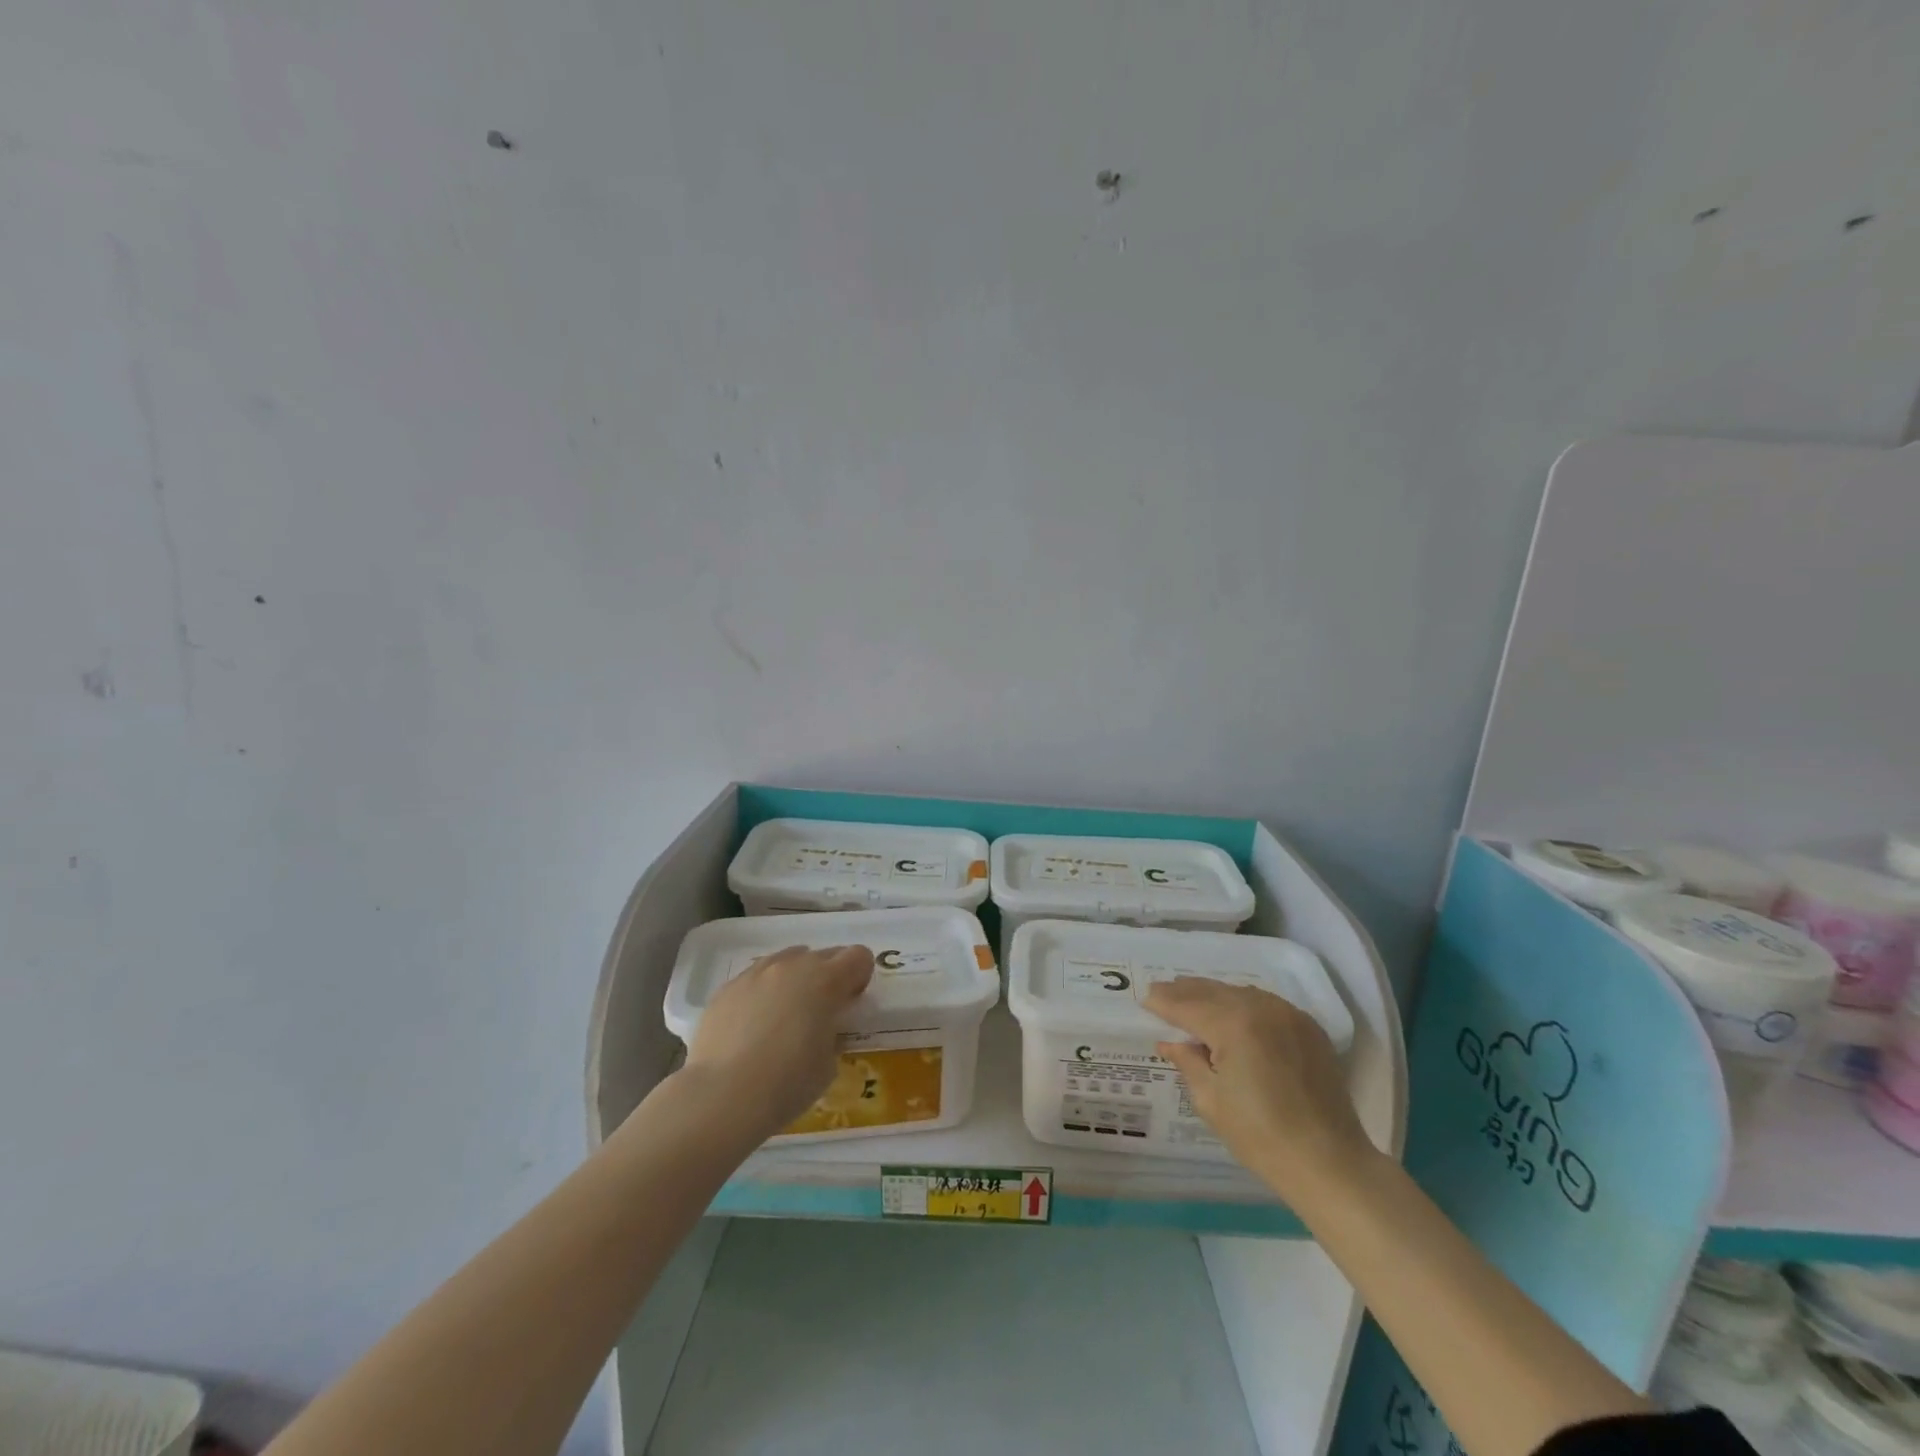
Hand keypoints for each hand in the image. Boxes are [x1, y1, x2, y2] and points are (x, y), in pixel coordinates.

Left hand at [681, 944, 873, 1140]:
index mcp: (825, 980)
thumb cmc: (787, 1084)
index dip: (860, 977)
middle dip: (829, 977)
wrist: (722, 1096)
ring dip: (794, 980)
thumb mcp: (828, 1063)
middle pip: (822, 954)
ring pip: (786, 961)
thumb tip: (820, 1028)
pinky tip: (753, 1027)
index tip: (850, 1003)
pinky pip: (754, 980)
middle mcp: (791, 966)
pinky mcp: (726, 989)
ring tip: (784, 1016)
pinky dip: (762, 994)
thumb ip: (831, 1033)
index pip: (858, 956)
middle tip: (821, 1012)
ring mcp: (755, 973)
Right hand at [1143, 977, 1371, 1206]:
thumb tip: (1170, 1042)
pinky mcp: (1308, 1027)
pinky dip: (1242, 1003)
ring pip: (1239, 993)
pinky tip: (1231, 1011)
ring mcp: (1288, 1014)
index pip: (1188, 1005)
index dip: (1163, 1003)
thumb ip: (1188, 1062)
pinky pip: (1265, 1003)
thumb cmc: (1261, 1136)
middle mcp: (1261, 1008)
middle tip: (1161, 991)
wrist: (1330, 1162)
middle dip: (1185, 992)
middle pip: (1213, 992)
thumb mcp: (1211, 1101)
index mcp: (1234, 1025)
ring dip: (1213, 994)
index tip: (1145, 999)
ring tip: (1191, 997)